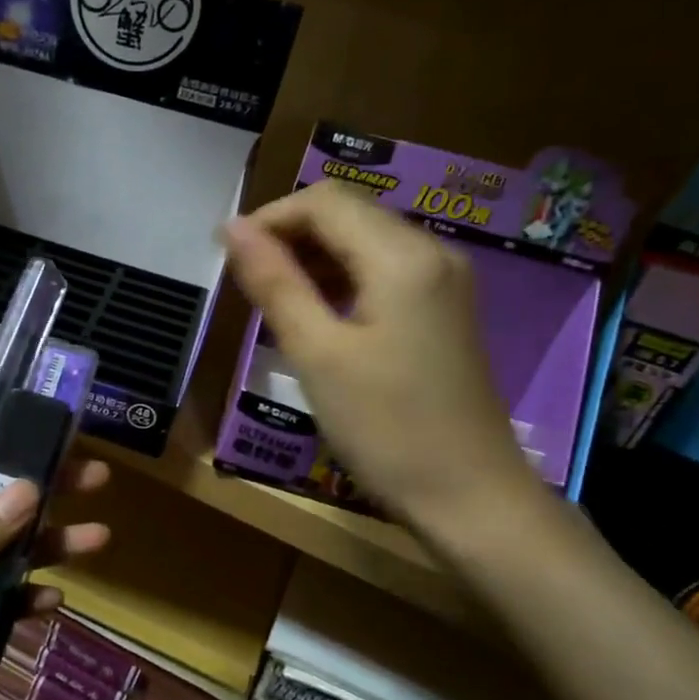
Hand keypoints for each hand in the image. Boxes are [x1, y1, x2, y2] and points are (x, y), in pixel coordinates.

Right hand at [224, 181, 546, 543]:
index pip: (324, 201)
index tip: (227, 256)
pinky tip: (315, 316)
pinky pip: (383, 272)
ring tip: (271, 301)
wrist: (470, 497)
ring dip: (312, 259)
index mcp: (401, 256)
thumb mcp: (317, 354)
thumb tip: (233, 228)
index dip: (269, 218)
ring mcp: (443, 282)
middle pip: (347, 214)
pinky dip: (340, 280)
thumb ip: (275, 283)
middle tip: (246, 283)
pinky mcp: (443, 310)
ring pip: (364, 242)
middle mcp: (431, 252)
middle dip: (289, 236)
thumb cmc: (386, 427)